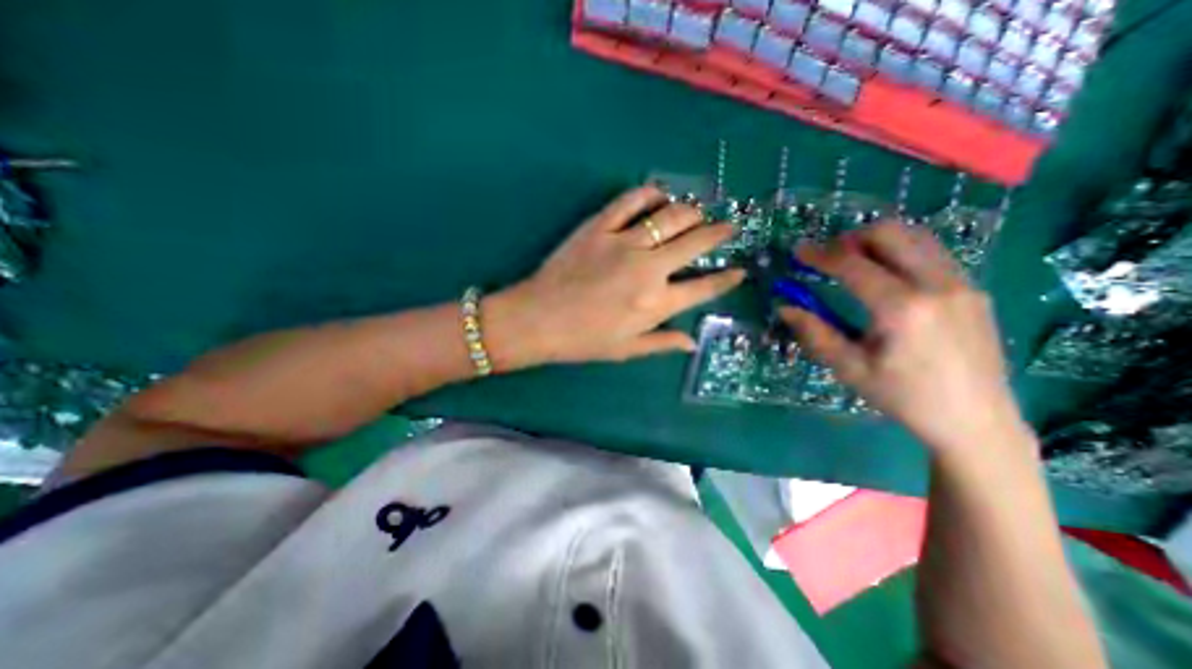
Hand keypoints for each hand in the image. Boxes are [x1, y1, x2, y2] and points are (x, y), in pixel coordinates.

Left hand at [484, 185, 741, 364]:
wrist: (538, 319)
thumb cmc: (583, 340)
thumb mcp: (626, 350)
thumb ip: (662, 343)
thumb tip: (692, 342)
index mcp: (656, 304)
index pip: (704, 287)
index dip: (726, 278)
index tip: (739, 270)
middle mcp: (649, 269)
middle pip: (695, 242)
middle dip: (719, 233)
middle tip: (727, 227)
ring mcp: (624, 243)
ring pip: (670, 216)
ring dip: (691, 212)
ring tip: (697, 212)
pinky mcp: (600, 226)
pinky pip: (630, 200)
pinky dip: (649, 193)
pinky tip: (659, 195)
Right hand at [784, 223, 1022, 456]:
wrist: (975, 420)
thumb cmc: (903, 397)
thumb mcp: (849, 368)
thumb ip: (815, 333)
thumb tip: (785, 307)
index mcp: (902, 308)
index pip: (853, 265)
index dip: (820, 255)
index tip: (798, 251)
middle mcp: (937, 285)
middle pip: (891, 234)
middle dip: (851, 238)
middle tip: (828, 257)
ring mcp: (961, 284)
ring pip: (916, 237)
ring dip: (878, 241)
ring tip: (853, 260)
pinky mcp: (973, 290)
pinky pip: (932, 253)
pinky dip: (901, 252)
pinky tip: (885, 276)